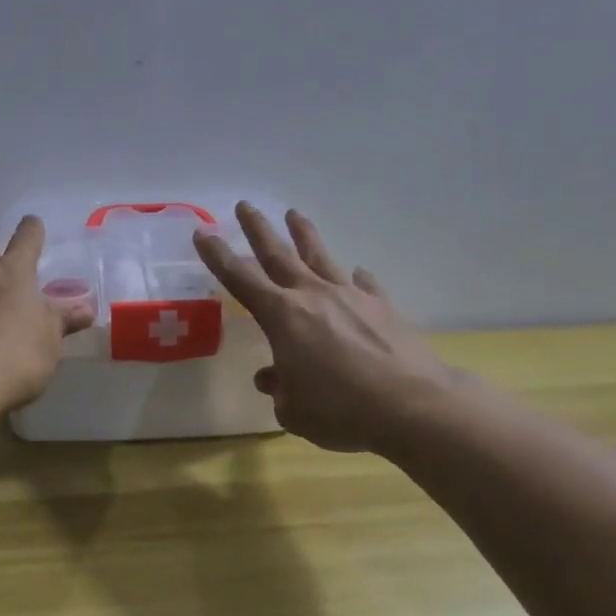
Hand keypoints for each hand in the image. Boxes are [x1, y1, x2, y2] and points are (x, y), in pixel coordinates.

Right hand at [194, 203, 453, 453]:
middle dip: (258, 229)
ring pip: (321, 257)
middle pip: (279, 254)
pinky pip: (364, 285)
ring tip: (294, 214)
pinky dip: (356, 279)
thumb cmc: (340, 410)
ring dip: (304, 235)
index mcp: (282, 316)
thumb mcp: (294, 410)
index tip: (203, 233)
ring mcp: (351, 297)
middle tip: (245, 205)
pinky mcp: (382, 307)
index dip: (218, 256)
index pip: (240, 279)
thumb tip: (273, 377)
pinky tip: (358, 274)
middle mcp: (313, 296)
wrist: (412, 405)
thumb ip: (280, 388)